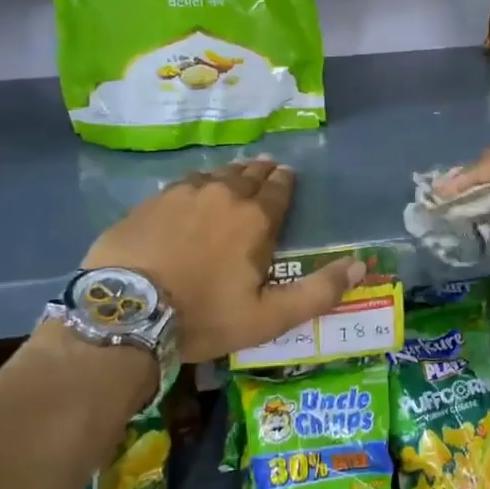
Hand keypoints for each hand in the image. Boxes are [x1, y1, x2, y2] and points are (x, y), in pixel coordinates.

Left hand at [82, 158, 363, 362]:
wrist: (127, 314)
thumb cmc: (204, 316)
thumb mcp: (269, 317)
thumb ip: (319, 292)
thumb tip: (361, 265)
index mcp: (255, 218)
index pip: (279, 188)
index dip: (286, 182)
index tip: (287, 177)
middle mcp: (222, 194)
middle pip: (248, 174)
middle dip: (261, 172)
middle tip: (266, 171)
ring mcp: (182, 193)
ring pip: (215, 174)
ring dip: (229, 175)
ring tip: (233, 177)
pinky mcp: (150, 202)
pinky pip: (183, 184)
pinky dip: (196, 185)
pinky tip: (192, 192)